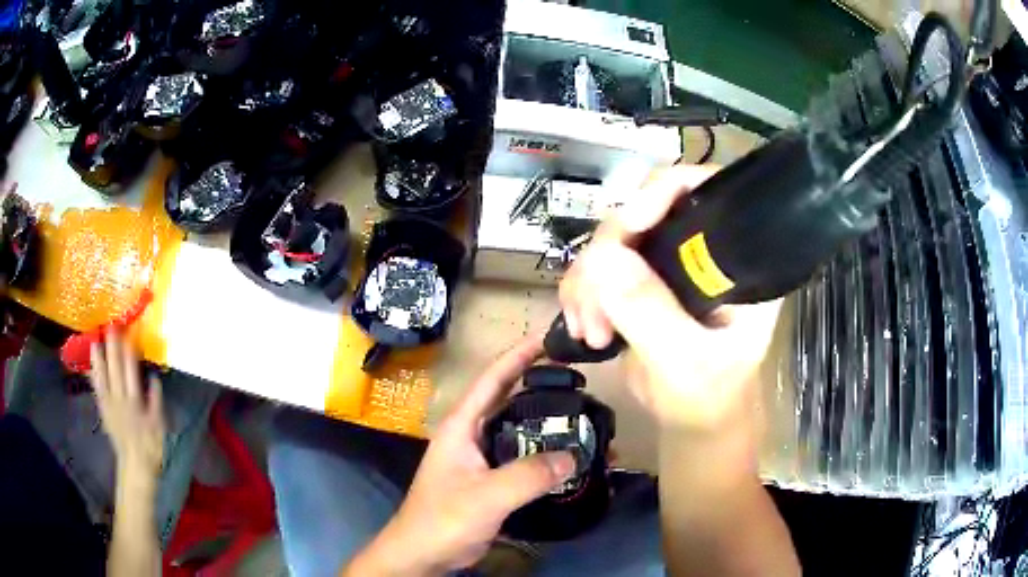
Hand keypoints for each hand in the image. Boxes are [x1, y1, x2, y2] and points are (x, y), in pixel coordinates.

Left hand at [90, 330, 165, 476]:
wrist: (136, 465)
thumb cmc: (151, 445)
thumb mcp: (159, 425)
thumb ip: (156, 400)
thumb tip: (153, 377)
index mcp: (135, 402)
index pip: (131, 371)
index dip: (129, 351)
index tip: (129, 333)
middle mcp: (120, 399)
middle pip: (115, 369)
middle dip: (113, 347)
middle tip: (111, 327)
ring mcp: (109, 404)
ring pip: (102, 377)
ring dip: (99, 358)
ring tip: (95, 340)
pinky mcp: (103, 410)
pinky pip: (97, 389)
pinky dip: (93, 376)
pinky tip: (91, 365)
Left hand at [348, 333, 575, 575]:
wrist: (423, 554)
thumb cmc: (443, 519)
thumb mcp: (486, 495)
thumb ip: (529, 475)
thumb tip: (573, 457)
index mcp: (461, 425)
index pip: (492, 378)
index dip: (520, 355)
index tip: (550, 338)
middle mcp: (471, 435)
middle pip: (509, 400)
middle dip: (539, 386)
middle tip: (578, 379)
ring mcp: (480, 458)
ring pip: (518, 431)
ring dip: (546, 423)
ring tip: (581, 417)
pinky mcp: (490, 480)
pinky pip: (522, 458)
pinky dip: (544, 454)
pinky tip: (567, 458)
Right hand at [559, 165, 781, 432]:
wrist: (693, 419)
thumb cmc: (708, 398)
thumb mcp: (685, 362)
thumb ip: (651, 313)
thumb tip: (603, 257)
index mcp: (736, 257)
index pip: (702, 193)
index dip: (658, 196)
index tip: (622, 235)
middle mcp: (705, 247)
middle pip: (645, 211)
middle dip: (607, 254)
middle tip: (591, 310)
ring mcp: (671, 261)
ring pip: (615, 238)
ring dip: (588, 278)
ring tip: (586, 327)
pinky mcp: (644, 278)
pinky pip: (601, 264)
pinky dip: (583, 289)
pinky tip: (582, 322)